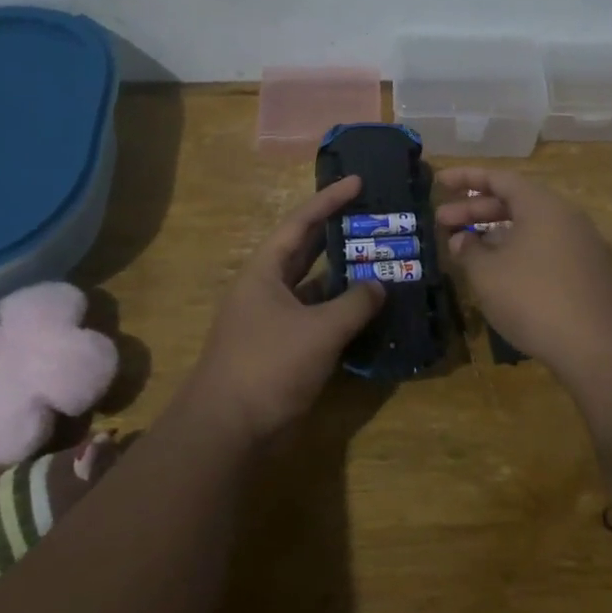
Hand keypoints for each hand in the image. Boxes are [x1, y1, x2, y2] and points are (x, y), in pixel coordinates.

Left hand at [182, 175, 384, 444]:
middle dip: (339, 234)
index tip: (358, 181)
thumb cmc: (269, 365)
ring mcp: (275, 321)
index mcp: (266, 271)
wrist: (228, 431)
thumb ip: (354, 303)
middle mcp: (268, 289)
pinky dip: (343, 313)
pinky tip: (371, 312)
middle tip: (375, 218)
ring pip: (316, 288)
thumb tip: (379, 285)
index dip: (330, 200)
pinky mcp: (284, 349)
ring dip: (345, 278)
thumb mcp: (319, 330)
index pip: (301, 223)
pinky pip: (319, 320)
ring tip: (383, 262)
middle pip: (307, 251)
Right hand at [435, 168, 611, 410]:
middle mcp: (567, 217)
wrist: (605, 350)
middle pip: (516, 202)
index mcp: (542, 206)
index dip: (466, 178)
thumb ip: (469, 251)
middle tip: (442, 222)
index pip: (499, 178)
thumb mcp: (488, 275)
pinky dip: (521, 254)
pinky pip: (549, 251)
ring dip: (497, 235)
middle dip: (476, 210)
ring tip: (468, 251)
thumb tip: (461, 240)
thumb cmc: (536, 301)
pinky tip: (505, 278)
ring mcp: (586, 246)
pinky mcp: (595, 275)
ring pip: (532, 229)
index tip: (439, 182)